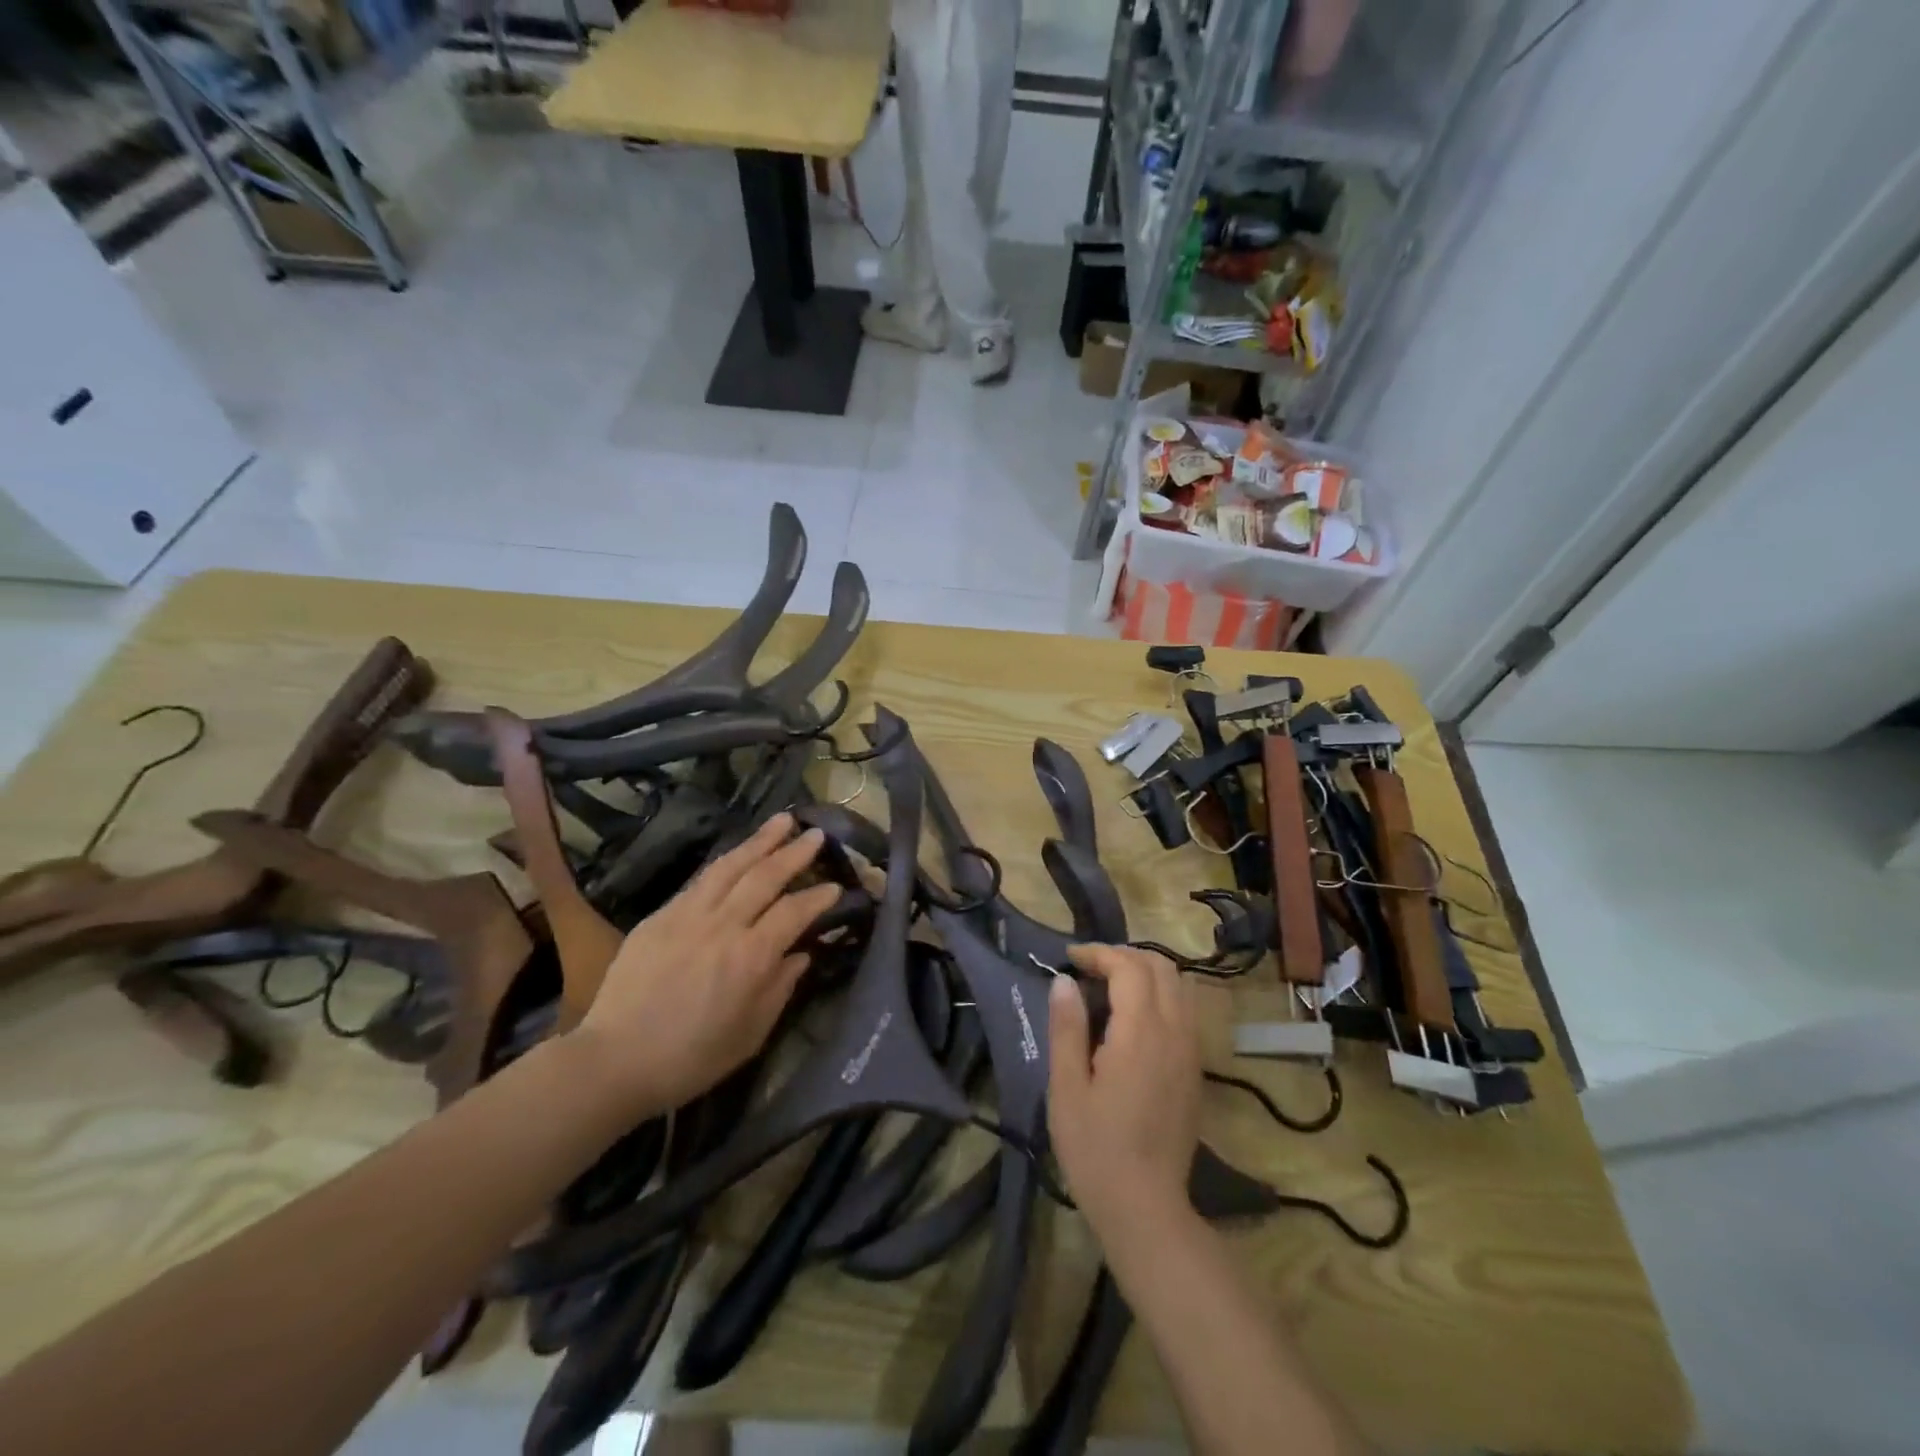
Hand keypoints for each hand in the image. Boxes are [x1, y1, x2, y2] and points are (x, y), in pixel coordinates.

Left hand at [567, 813, 841, 1116]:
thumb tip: (801, 954)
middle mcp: (722, 926)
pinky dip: (725, 862)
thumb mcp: (750, 1035)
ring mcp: (688, 915)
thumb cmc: (691, 1058)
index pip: (794, 912)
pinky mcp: (660, 916)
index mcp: (750, 958)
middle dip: (795, 852)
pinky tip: (737, 854)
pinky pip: (700, 880)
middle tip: (817, 833)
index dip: (819, 897)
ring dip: (760, 840)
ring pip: (731, 866)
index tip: (837, 887)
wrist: (614, 1060)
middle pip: (765, 876)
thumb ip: (780, 989)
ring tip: (783, 819)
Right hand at [1048, 944, 1200, 1239]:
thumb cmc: (1096, 1149)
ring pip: (1179, 985)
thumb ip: (1067, 1028)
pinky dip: (1161, 994)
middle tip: (1089, 967)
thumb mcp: (1067, 1089)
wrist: (1146, 1208)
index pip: (1129, 967)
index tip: (1070, 959)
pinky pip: (1185, 1010)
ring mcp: (1191, 1050)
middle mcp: (1174, 1032)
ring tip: (1110, 984)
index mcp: (1141, 1033)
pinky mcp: (1195, 1069)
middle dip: (1124, 955)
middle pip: (1161, 966)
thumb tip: (1064, 982)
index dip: (1099, 953)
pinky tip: (1133, 1017)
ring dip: (1146, 971)